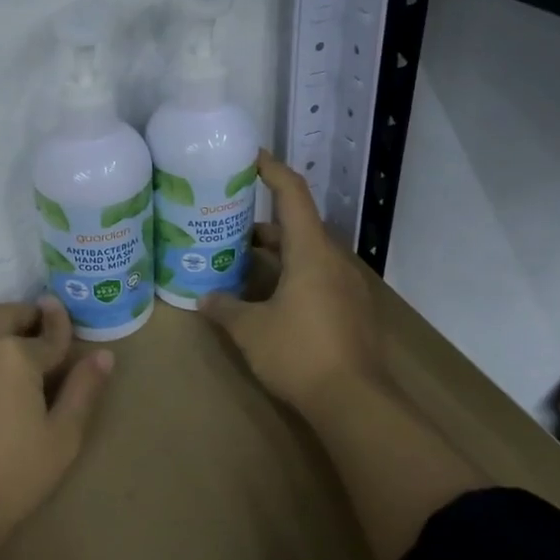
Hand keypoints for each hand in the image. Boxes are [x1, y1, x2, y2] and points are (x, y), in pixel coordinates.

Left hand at [0, 296, 112, 551]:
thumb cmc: (11, 480)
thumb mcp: (63, 439)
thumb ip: (84, 391)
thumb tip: (103, 355)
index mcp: (15, 356)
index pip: (47, 334)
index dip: (60, 326)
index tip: (61, 318)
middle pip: (1, 314)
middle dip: (22, 316)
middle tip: (30, 331)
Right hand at [201, 149, 388, 418]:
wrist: (357, 402)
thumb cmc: (299, 353)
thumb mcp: (250, 330)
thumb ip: (224, 309)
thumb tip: (203, 299)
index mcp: (311, 251)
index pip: (292, 193)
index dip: (271, 169)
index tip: (249, 156)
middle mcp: (333, 260)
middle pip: (297, 226)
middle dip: (261, 224)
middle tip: (227, 225)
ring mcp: (348, 285)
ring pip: (307, 254)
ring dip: (277, 253)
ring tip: (240, 262)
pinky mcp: (353, 309)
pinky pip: (318, 277)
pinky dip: (292, 275)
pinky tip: (269, 298)